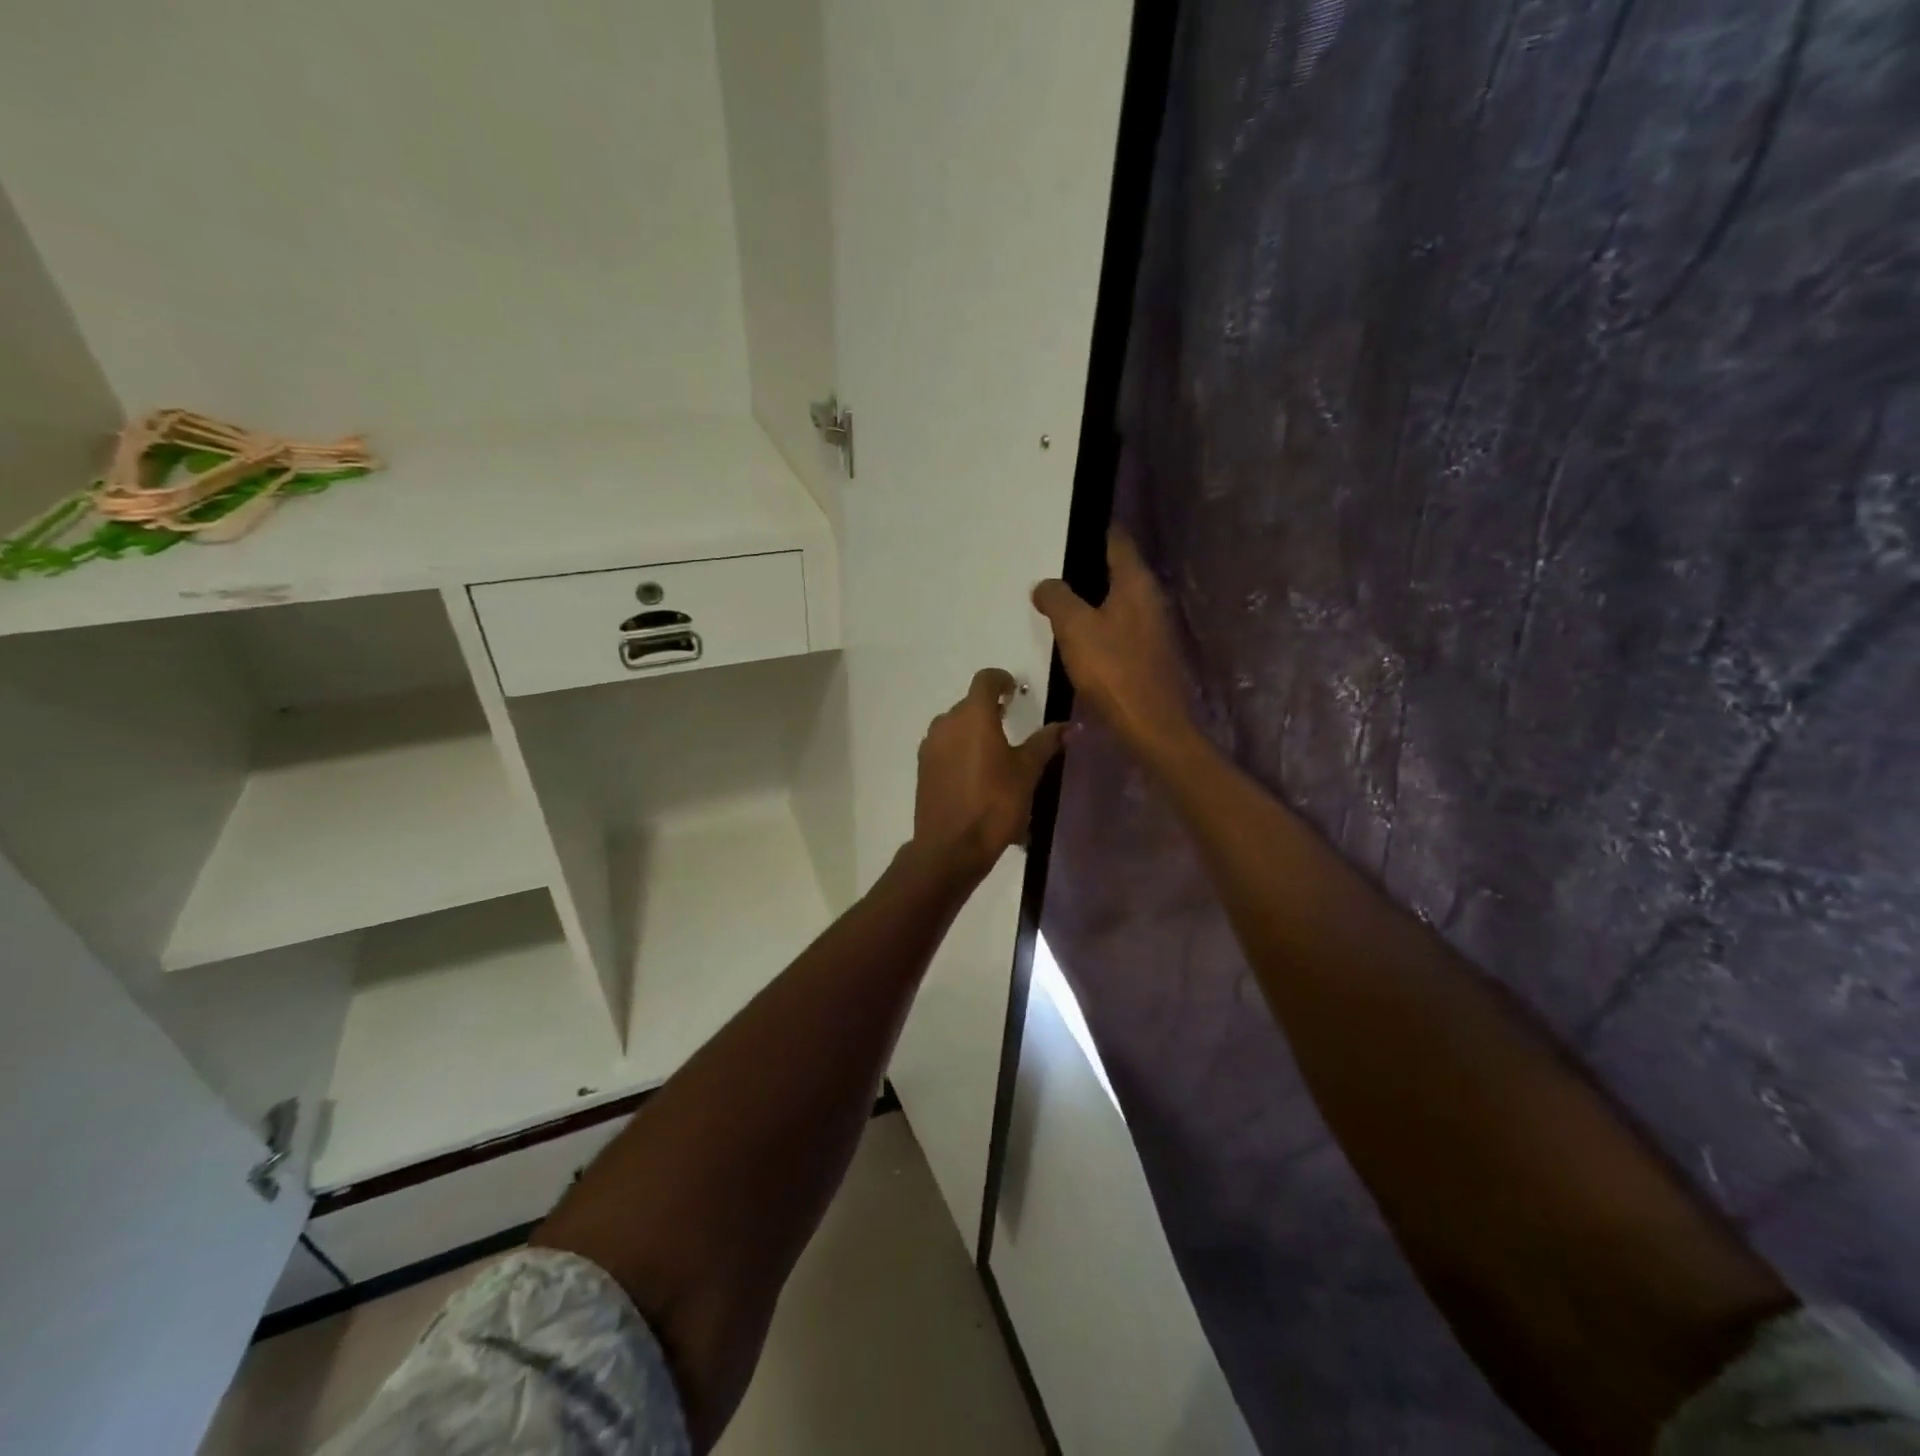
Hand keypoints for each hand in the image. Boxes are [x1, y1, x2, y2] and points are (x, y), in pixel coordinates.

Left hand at [913, 668, 1065, 877]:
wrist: (951, 847)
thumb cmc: (994, 804)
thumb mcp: (1027, 773)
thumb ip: (1044, 743)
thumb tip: (1066, 726)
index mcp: (973, 716)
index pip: (985, 680)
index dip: (1001, 680)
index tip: (1015, 691)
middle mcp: (946, 723)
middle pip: (969, 704)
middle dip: (990, 709)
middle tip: (1011, 724)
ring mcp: (930, 746)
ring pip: (955, 726)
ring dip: (974, 731)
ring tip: (995, 752)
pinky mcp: (923, 768)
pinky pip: (945, 747)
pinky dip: (961, 750)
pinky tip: (976, 774)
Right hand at [1033, 530, 1194, 765]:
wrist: (1150, 726)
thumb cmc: (1113, 670)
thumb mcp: (1074, 628)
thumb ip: (1057, 599)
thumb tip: (1045, 585)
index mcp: (1136, 584)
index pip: (1117, 542)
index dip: (1097, 530)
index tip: (1072, 525)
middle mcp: (1150, 599)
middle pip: (1119, 571)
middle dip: (1090, 566)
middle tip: (1055, 563)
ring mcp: (1153, 629)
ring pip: (1119, 601)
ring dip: (1093, 597)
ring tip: (1060, 598)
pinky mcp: (1148, 655)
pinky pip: (1119, 627)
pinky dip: (1100, 623)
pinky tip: (1079, 635)